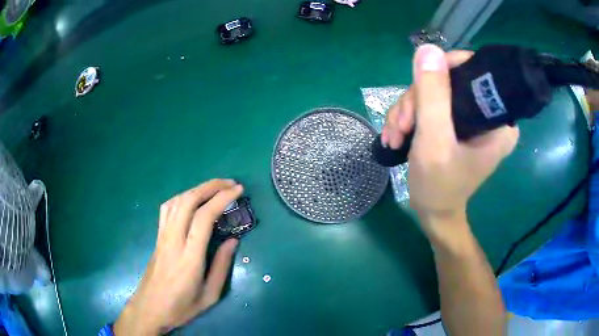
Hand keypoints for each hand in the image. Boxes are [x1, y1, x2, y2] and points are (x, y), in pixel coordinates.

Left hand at [114, 179, 242, 334]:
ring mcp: (162, 236)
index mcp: (189, 257)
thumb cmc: (181, 307)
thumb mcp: (210, 295)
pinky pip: (167, 209)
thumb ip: (221, 266)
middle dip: (210, 186)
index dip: (221, 199)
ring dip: (196, 189)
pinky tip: (191, 199)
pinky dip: (181, 197)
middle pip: (188, 201)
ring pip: (176, 201)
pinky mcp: (157, 237)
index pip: (204, 218)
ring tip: (214, 188)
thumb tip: (233, 240)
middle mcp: (173, 240)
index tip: (238, 190)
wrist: (150, 309)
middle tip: (230, 184)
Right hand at [382, 45, 518, 230]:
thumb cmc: (439, 186)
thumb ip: (432, 96)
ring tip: (394, 135)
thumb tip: (427, 49)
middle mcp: (488, 115)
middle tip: (401, 126)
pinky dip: (409, 118)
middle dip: (418, 100)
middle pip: (449, 81)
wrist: (433, 212)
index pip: (475, 72)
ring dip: (408, 111)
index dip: (445, 70)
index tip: (421, 88)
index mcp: (498, 120)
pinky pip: (430, 104)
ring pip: (434, 92)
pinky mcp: (456, 123)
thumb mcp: (434, 141)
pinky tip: (396, 136)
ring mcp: (470, 119)